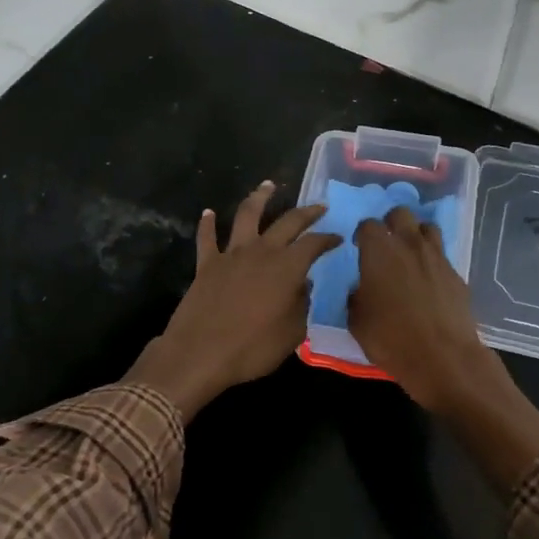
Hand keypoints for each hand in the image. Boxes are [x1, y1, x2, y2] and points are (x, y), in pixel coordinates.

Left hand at [127, 182, 340, 418]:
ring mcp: (231, 254)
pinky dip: (207, 223)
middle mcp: (261, 251)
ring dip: (259, 197)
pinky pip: (207, 237)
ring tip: (268, 185)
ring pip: (247, 215)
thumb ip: (302, 305)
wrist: (200, 352)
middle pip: (287, 222)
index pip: (314, 243)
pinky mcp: (206, 263)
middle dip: (306, 212)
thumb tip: (305, 286)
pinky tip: (208, 212)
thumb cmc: (252, 348)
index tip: (337, 237)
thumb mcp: (292, 333)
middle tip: (318, 206)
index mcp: (287, 267)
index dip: (327, 238)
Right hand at [349, 205, 499, 412]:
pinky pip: (442, 256)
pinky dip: (433, 261)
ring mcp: (437, 257)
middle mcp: (409, 245)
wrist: (442, 357)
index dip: (362, 234)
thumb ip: (355, 296)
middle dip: (391, 223)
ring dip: (416, 235)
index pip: (368, 224)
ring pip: (427, 227)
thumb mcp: (356, 321)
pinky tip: (428, 280)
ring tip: (409, 254)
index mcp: (379, 251)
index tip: (359, 247)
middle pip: (401, 214)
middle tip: (386, 243)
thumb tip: (360, 289)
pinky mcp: (457, 274)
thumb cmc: (390, 338)